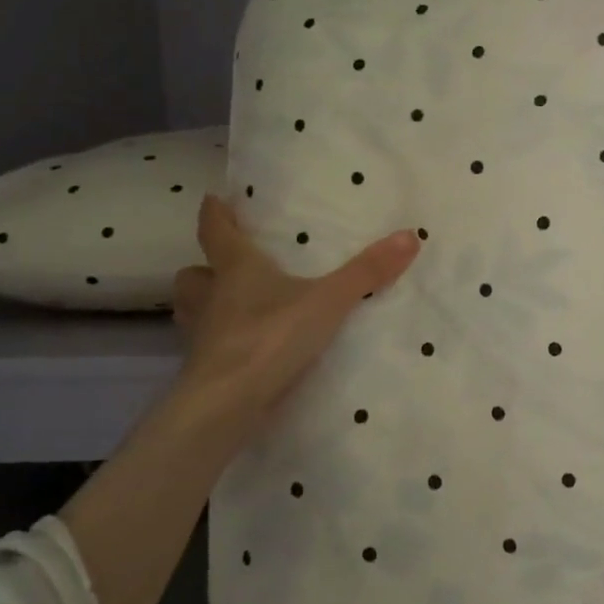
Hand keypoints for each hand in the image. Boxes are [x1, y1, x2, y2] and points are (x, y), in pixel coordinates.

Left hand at [169, 195, 420, 444]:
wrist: (227, 405)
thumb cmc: (271, 338)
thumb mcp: (329, 301)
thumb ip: (367, 271)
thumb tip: (410, 235)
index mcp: (236, 269)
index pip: (215, 231)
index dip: (215, 213)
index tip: (215, 198)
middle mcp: (212, 297)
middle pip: (194, 274)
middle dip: (206, 267)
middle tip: (226, 267)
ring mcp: (203, 336)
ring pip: (193, 311)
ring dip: (206, 304)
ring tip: (232, 308)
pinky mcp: (206, 370)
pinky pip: (208, 347)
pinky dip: (221, 343)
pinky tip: (245, 350)